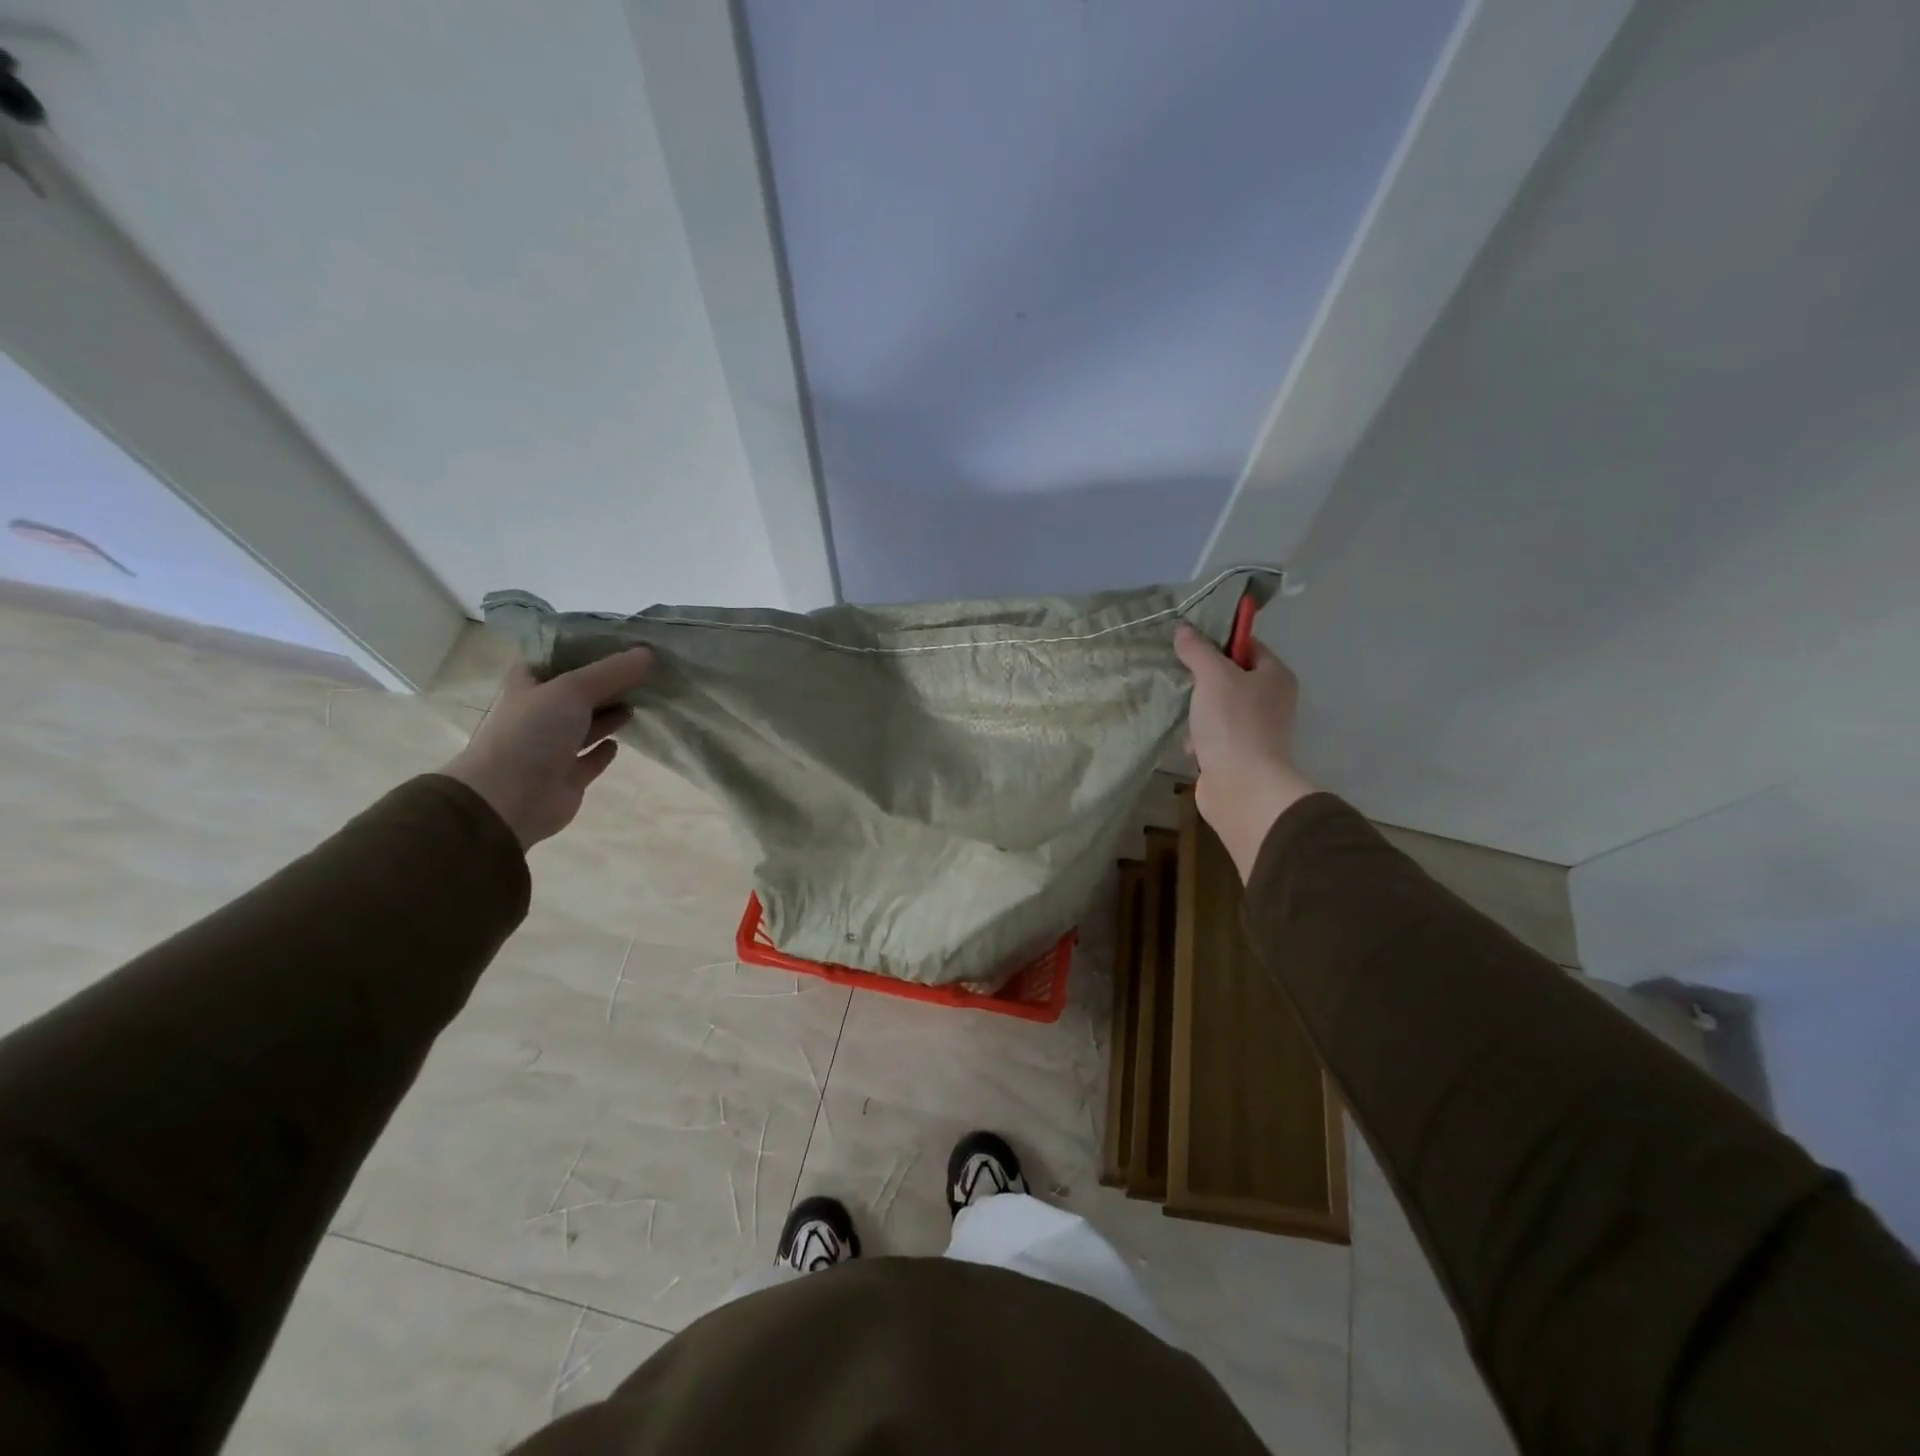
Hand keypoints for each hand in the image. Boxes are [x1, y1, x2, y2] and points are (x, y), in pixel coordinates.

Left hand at [443, 648, 655, 848]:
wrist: (509, 798)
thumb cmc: (533, 732)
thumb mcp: (573, 689)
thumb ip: (613, 671)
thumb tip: (650, 653)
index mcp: (530, 683)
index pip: (560, 656)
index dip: (588, 648)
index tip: (625, 641)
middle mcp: (540, 711)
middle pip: (580, 690)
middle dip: (609, 681)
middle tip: (647, 670)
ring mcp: (552, 745)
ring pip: (587, 723)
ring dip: (611, 713)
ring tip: (642, 700)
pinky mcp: (567, 775)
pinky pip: (590, 758)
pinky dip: (605, 750)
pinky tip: (621, 742)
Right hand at [1174, 623, 1315, 880]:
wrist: (1242, 787)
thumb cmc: (1233, 723)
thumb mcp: (1213, 676)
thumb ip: (1197, 650)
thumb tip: (1183, 629)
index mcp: (1276, 676)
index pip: (1248, 646)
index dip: (1220, 642)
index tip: (1190, 645)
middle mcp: (1271, 700)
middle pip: (1229, 678)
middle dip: (1202, 684)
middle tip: (1183, 681)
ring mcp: (1256, 730)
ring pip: (1215, 709)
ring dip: (1197, 716)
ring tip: (1189, 723)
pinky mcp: (1239, 755)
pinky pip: (1212, 738)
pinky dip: (1199, 741)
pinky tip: (1193, 748)